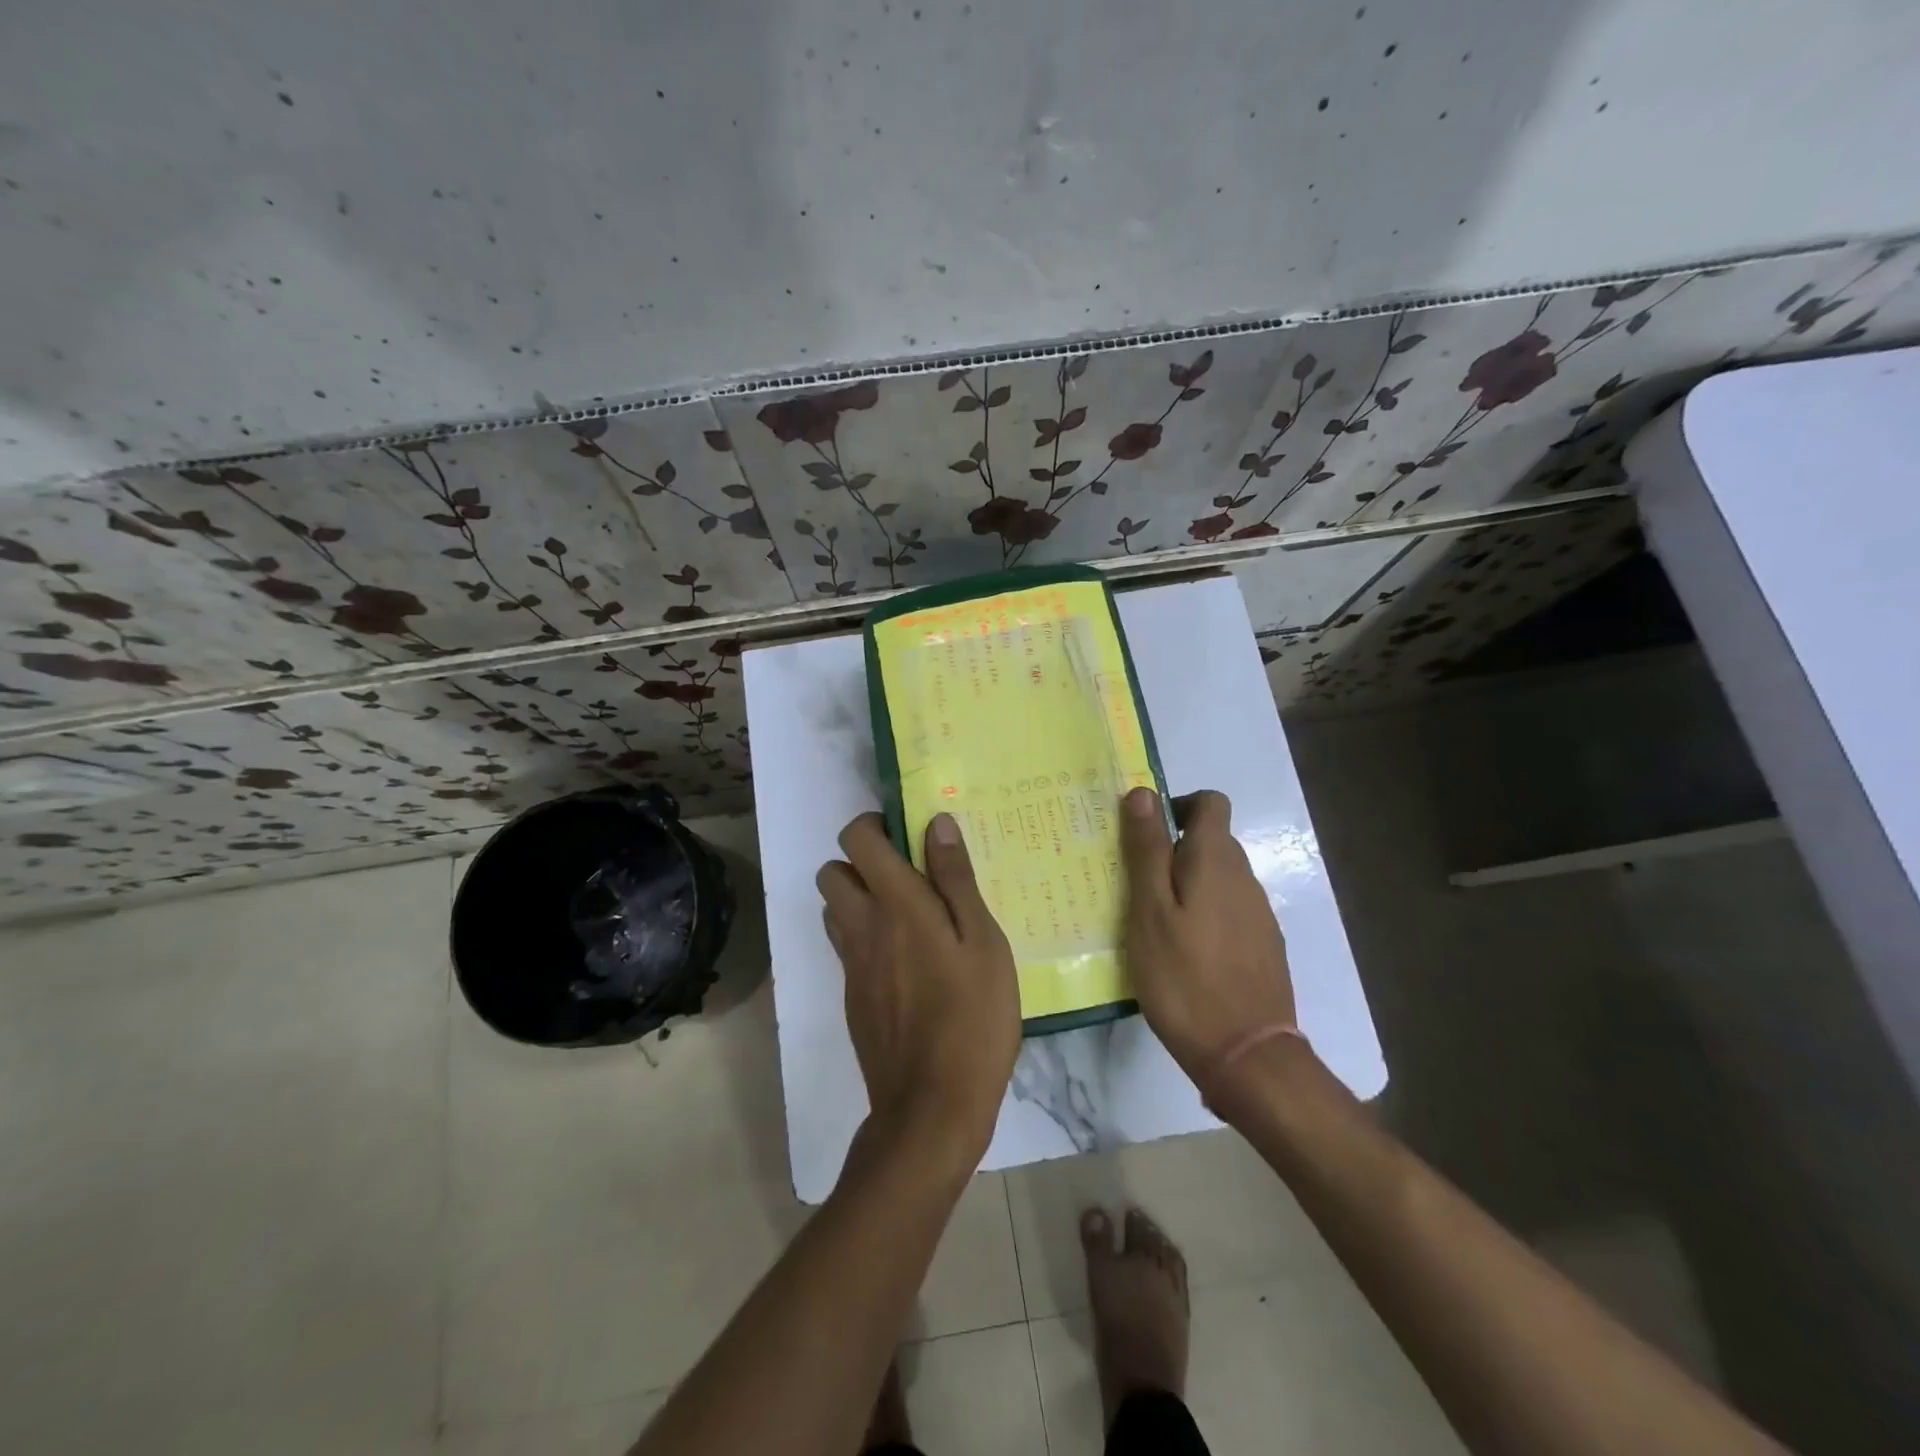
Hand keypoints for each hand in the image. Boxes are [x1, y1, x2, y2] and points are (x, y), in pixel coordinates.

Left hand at [818, 812, 1020, 1170]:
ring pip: (834, 909)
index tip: (907, 834)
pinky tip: (908, 963)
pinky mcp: (851, 997)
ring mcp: (851, 965)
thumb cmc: (972, 1017)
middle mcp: (861, 927)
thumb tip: (935, 823)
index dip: (874, 824)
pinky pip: (846, 947)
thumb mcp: (983, 942)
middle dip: (861, 861)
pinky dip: (865, 937)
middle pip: (831, 871)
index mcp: (896, 904)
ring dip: (859, 898)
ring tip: (908, 916)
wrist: (931, 1107)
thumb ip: (956, 879)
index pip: (857, 839)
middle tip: (908, 876)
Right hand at [1119, 787, 1296, 1085]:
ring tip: (1151, 922)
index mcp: (1216, 861)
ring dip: (1186, 885)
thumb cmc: (1184, 977)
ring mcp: (1258, 915)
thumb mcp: (1150, 910)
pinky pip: (1228, 911)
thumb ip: (1148, 849)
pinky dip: (1203, 915)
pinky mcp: (1262, 947)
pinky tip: (1181, 953)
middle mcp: (1244, 878)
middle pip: (1212, 841)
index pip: (1210, 804)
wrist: (1246, 1055)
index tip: (1144, 835)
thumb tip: (1144, 791)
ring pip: (1219, 879)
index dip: (1177, 806)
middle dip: (1173, 850)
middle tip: (1133, 884)